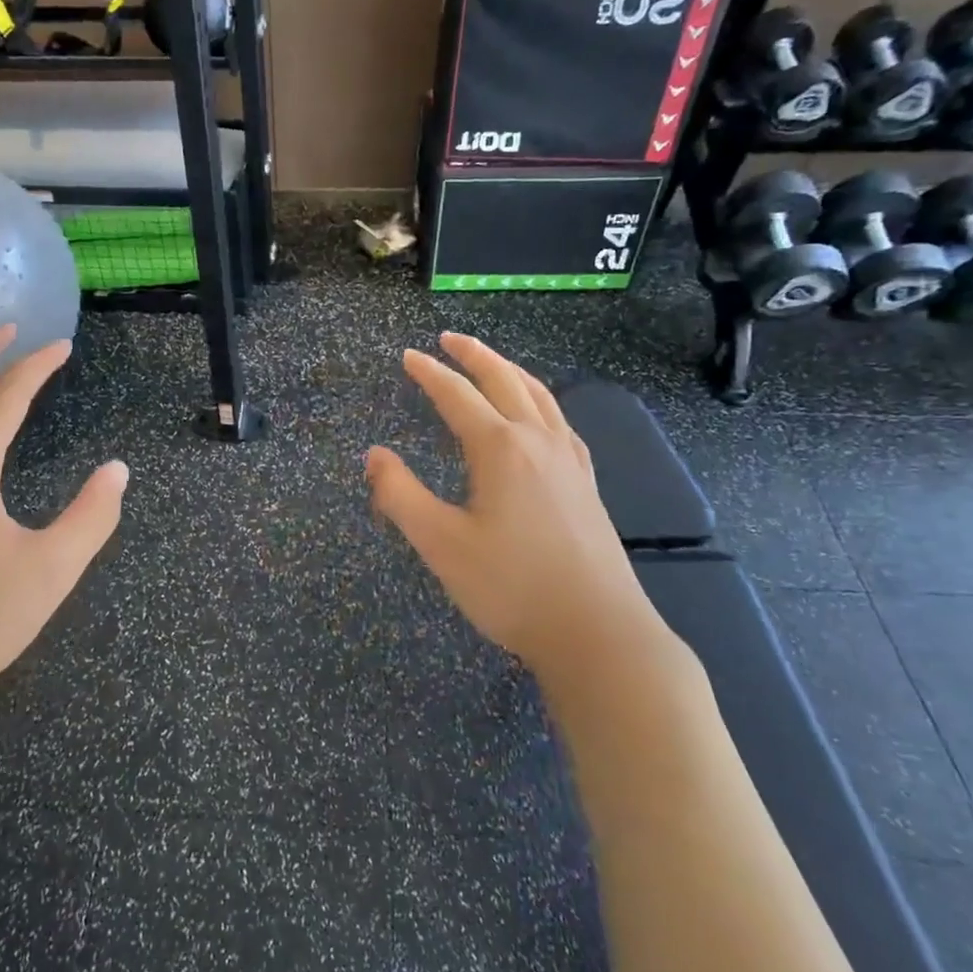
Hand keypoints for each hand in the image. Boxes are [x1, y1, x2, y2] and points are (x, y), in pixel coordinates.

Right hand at [365, 333, 674, 684]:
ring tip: (491, 362)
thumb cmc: (511, 587)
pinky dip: (540, 400)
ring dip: (510, 371)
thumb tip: (374, 455)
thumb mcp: (441, 544)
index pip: (457, 395)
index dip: (429, 373)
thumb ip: (400, 495)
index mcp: (501, 448)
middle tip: (449, 339)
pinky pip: (560, 421)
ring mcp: (570, 460)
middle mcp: (538, 441)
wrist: (598, 632)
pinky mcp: (587, 482)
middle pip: (505, 380)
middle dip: (474, 355)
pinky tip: (538, 416)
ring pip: (540, 395)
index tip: (407, 356)